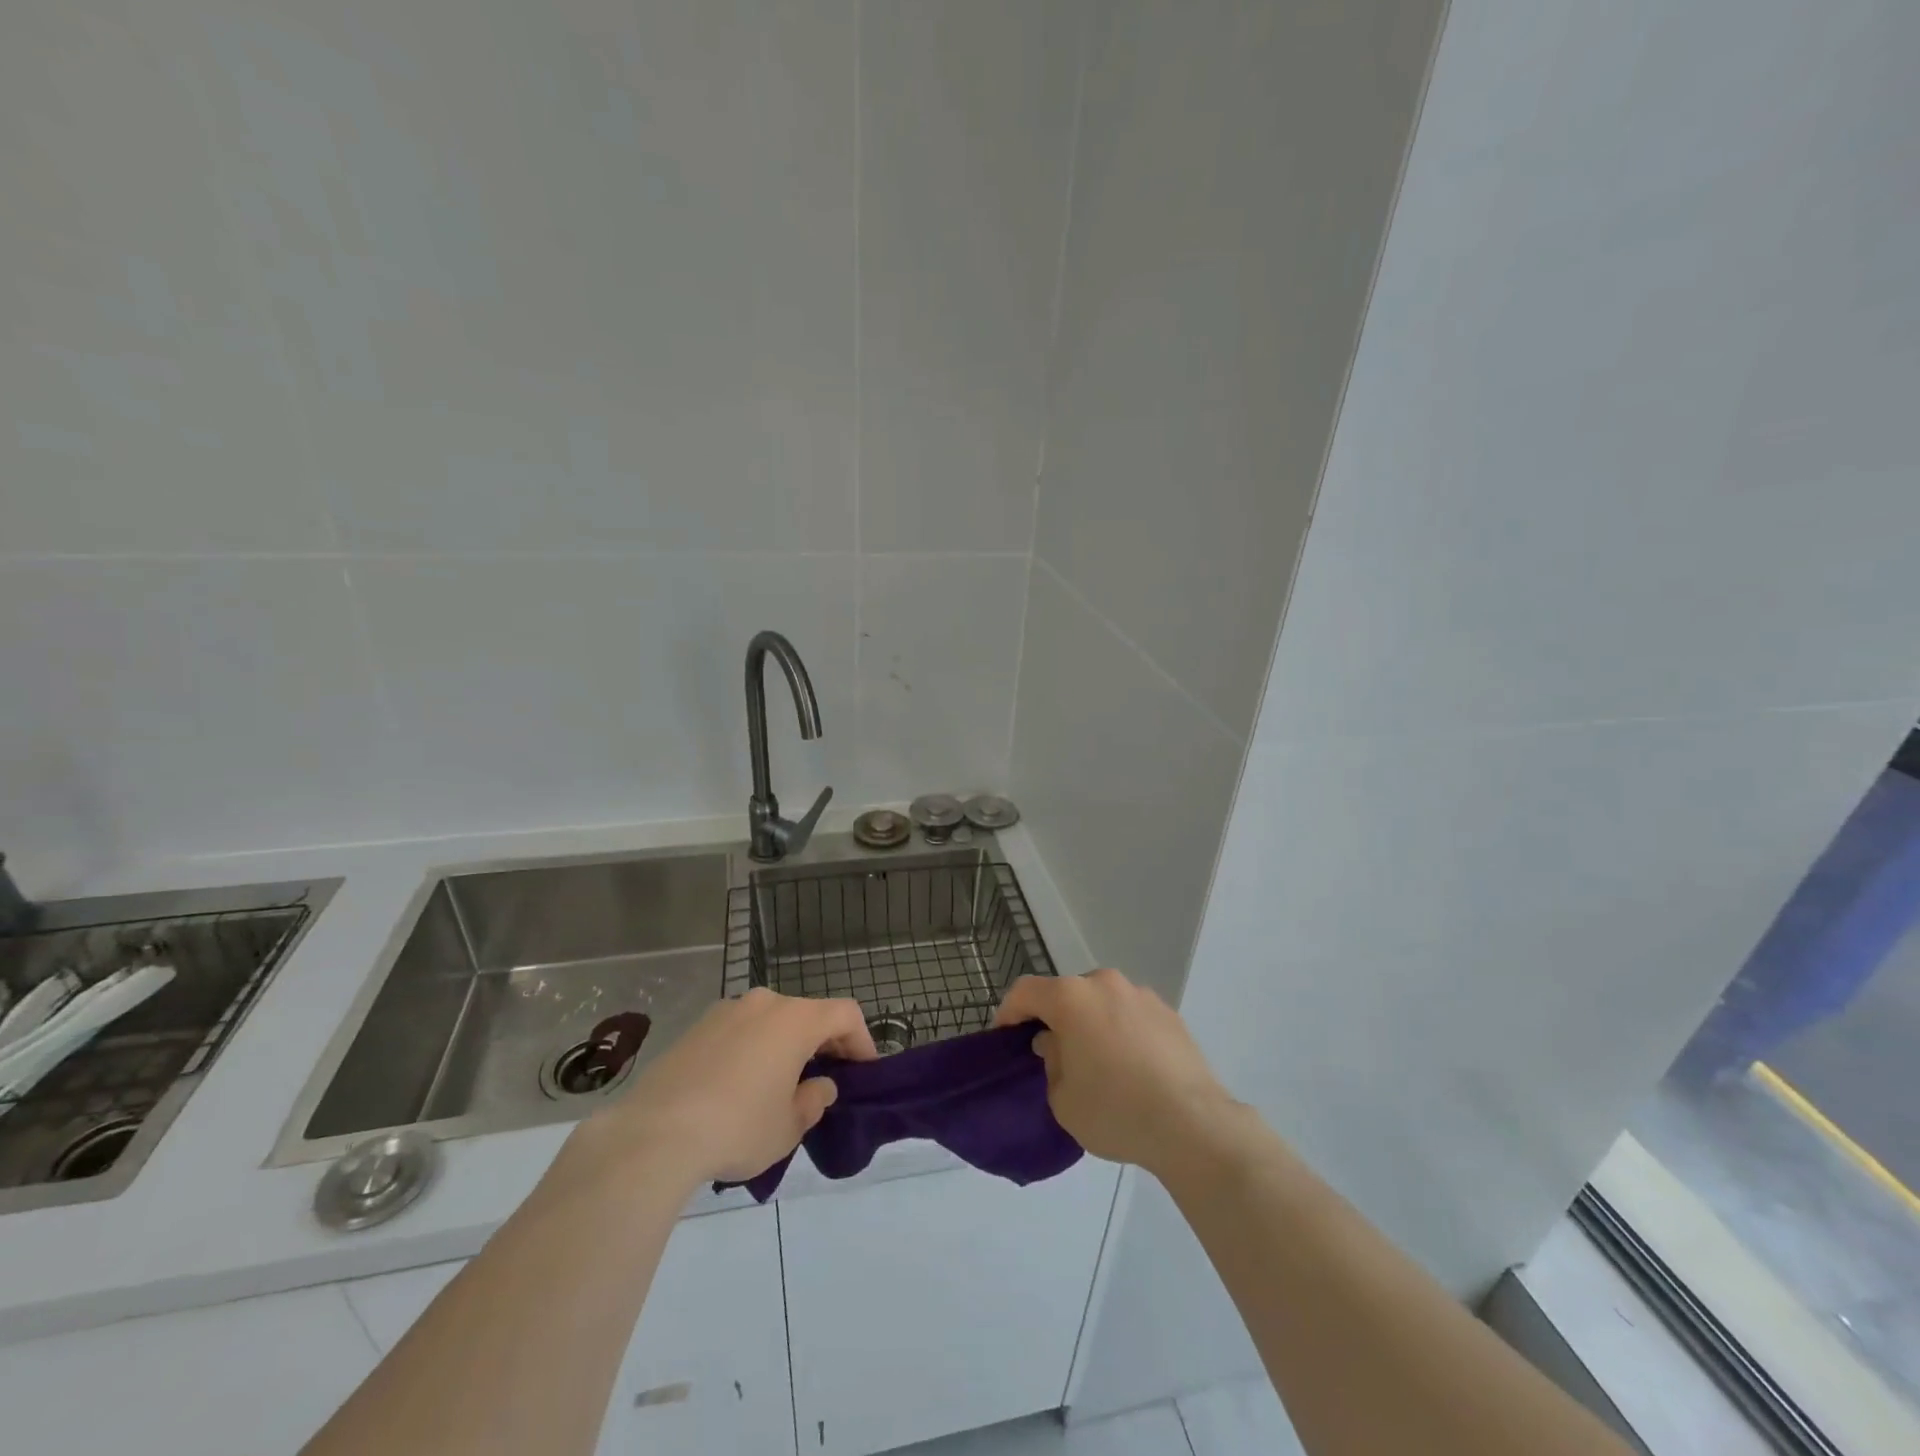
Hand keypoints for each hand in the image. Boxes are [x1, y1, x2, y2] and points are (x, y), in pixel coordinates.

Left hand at [570, 989, 876, 1188]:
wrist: (653, 1135)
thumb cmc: (738, 1127)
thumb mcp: (788, 1126)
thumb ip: (813, 1101)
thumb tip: (819, 1086)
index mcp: (795, 1019)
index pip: (845, 1014)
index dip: (861, 1041)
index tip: (863, 1073)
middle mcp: (764, 1003)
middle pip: (807, 1014)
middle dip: (822, 1044)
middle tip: (824, 1081)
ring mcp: (726, 1011)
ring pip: (770, 1022)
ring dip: (784, 1046)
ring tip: (779, 1087)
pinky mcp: (695, 1028)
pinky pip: (738, 1032)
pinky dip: (751, 1050)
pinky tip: (739, 1088)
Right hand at [994, 968, 1235, 1177]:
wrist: (1192, 1124)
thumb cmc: (1115, 1110)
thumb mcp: (1063, 1099)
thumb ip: (1051, 1063)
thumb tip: (1056, 1045)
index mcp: (1071, 997)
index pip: (1026, 991)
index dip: (1009, 1012)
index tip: (1006, 1037)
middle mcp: (1105, 984)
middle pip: (1066, 993)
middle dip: (1055, 1019)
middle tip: (1053, 1055)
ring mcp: (1141, 995)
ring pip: (1101, 1002)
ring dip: (1091, 1024)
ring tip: (1098, 1063)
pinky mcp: (1169, 1013)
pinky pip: (1131, 1016)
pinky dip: (1121, 1032)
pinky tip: (1131, 1069)